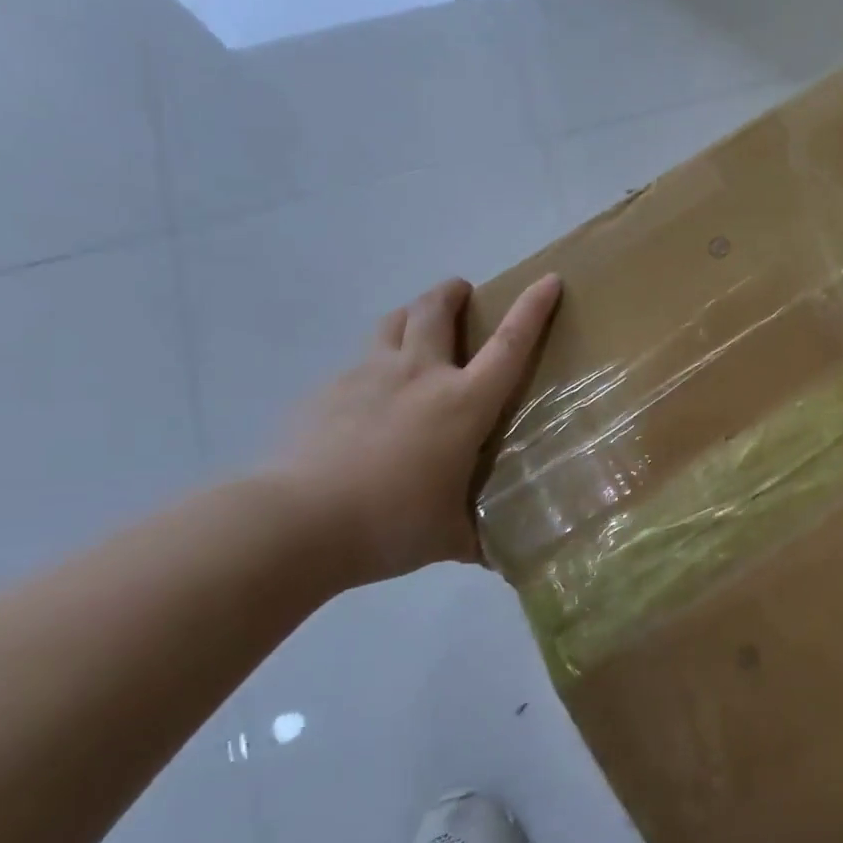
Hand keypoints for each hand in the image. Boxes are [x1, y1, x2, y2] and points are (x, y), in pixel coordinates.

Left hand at [269, 275, 561, 587]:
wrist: (295, 524)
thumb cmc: (390, 524)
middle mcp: (418, 375)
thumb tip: (502, 562)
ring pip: (392, 323)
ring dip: (410, 314)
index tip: (548, 280)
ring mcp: (366, 376)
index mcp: (462, 404)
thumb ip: (479, 540)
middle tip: (461, 292)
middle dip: (452, 292)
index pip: (509, 344)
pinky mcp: (326, 390)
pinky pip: (357, 361)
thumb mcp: (449, 539)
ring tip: (415, 326)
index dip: (532, 308)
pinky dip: (372, 363)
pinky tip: (367, 396)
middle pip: (435, 310)